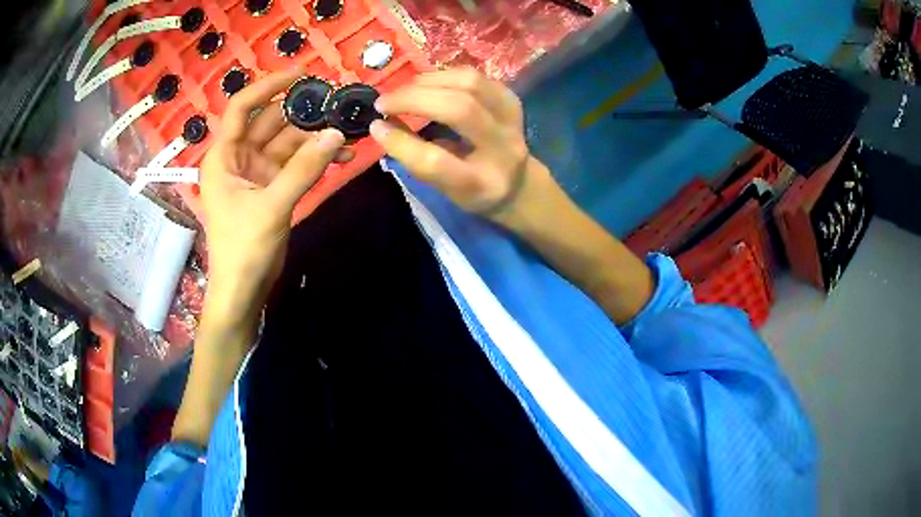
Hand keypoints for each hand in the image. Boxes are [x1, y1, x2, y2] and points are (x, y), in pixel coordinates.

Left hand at [200, 68, 348, 320]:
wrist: (244, 290)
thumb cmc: (243, 249)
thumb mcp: (272, 206)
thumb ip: (303, 169)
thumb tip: (337, 133)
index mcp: (224, 156)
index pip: (241, 108)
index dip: (267, 86)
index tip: (300, 74)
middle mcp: (239, 158)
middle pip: (271, 122)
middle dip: (302, 112)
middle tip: (338, 103)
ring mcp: (257, 172)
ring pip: (288, 142)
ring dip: (315, 137)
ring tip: (348, 130)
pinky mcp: (272, 187)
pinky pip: (296, 164)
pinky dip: (316, 159)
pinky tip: (342, 155)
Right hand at [370, 67, 543, 218]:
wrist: (519, 184)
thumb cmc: (474, 190)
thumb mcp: (445, 189)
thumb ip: (417, 160)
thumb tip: (381, 126)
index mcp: (482, 184)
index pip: (438, 162)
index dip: (402, 142)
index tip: (376, 126)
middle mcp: (504, 149)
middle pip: (459, 110)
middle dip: (413, 100)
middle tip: (384, 102)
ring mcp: (512, 119)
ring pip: (469, 84)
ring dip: (428, 82)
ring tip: (403, 91)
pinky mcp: (511, 99)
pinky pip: (474, 76)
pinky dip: (444, 76)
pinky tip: (426, 84)